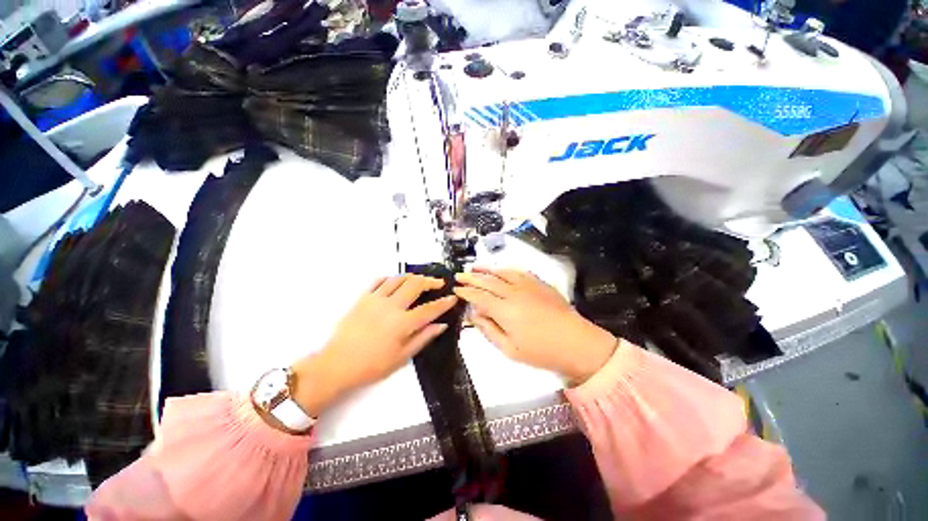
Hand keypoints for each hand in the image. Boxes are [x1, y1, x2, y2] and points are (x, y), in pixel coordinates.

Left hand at [291, 275, 456, 416]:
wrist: (336, 365)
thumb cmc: (372, 366)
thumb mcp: (402, 357)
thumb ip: (423, 337)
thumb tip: (441, 325)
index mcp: (403, 323)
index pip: (430, 309)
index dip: (444, 302)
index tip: (453, 297)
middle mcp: (391, 306)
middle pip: (415, 285)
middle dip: (430, 281)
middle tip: (438, 283)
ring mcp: (375, 299)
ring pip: (398, 279)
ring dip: (413, 277)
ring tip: (420, 280)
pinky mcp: (362, 298)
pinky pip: (378, 281)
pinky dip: (390, 278)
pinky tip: (395, 282)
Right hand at [454, 268, 616, 383]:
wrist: (576, 343)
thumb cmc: (541, 351)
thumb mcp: (509, 349)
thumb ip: (488, 330)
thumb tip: (473, 315)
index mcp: (504, 310)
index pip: (479, 296)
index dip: (466, 292)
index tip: (456, 289)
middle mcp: (513, 292)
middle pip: (487, 281)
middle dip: (471, 277)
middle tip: (459, 275)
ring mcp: (527, 285)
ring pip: (501, 272)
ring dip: (486, 269)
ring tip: (474, 267)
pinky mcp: (539, 283)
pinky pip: (518, 271)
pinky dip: (505, 269)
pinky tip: (500, 269)